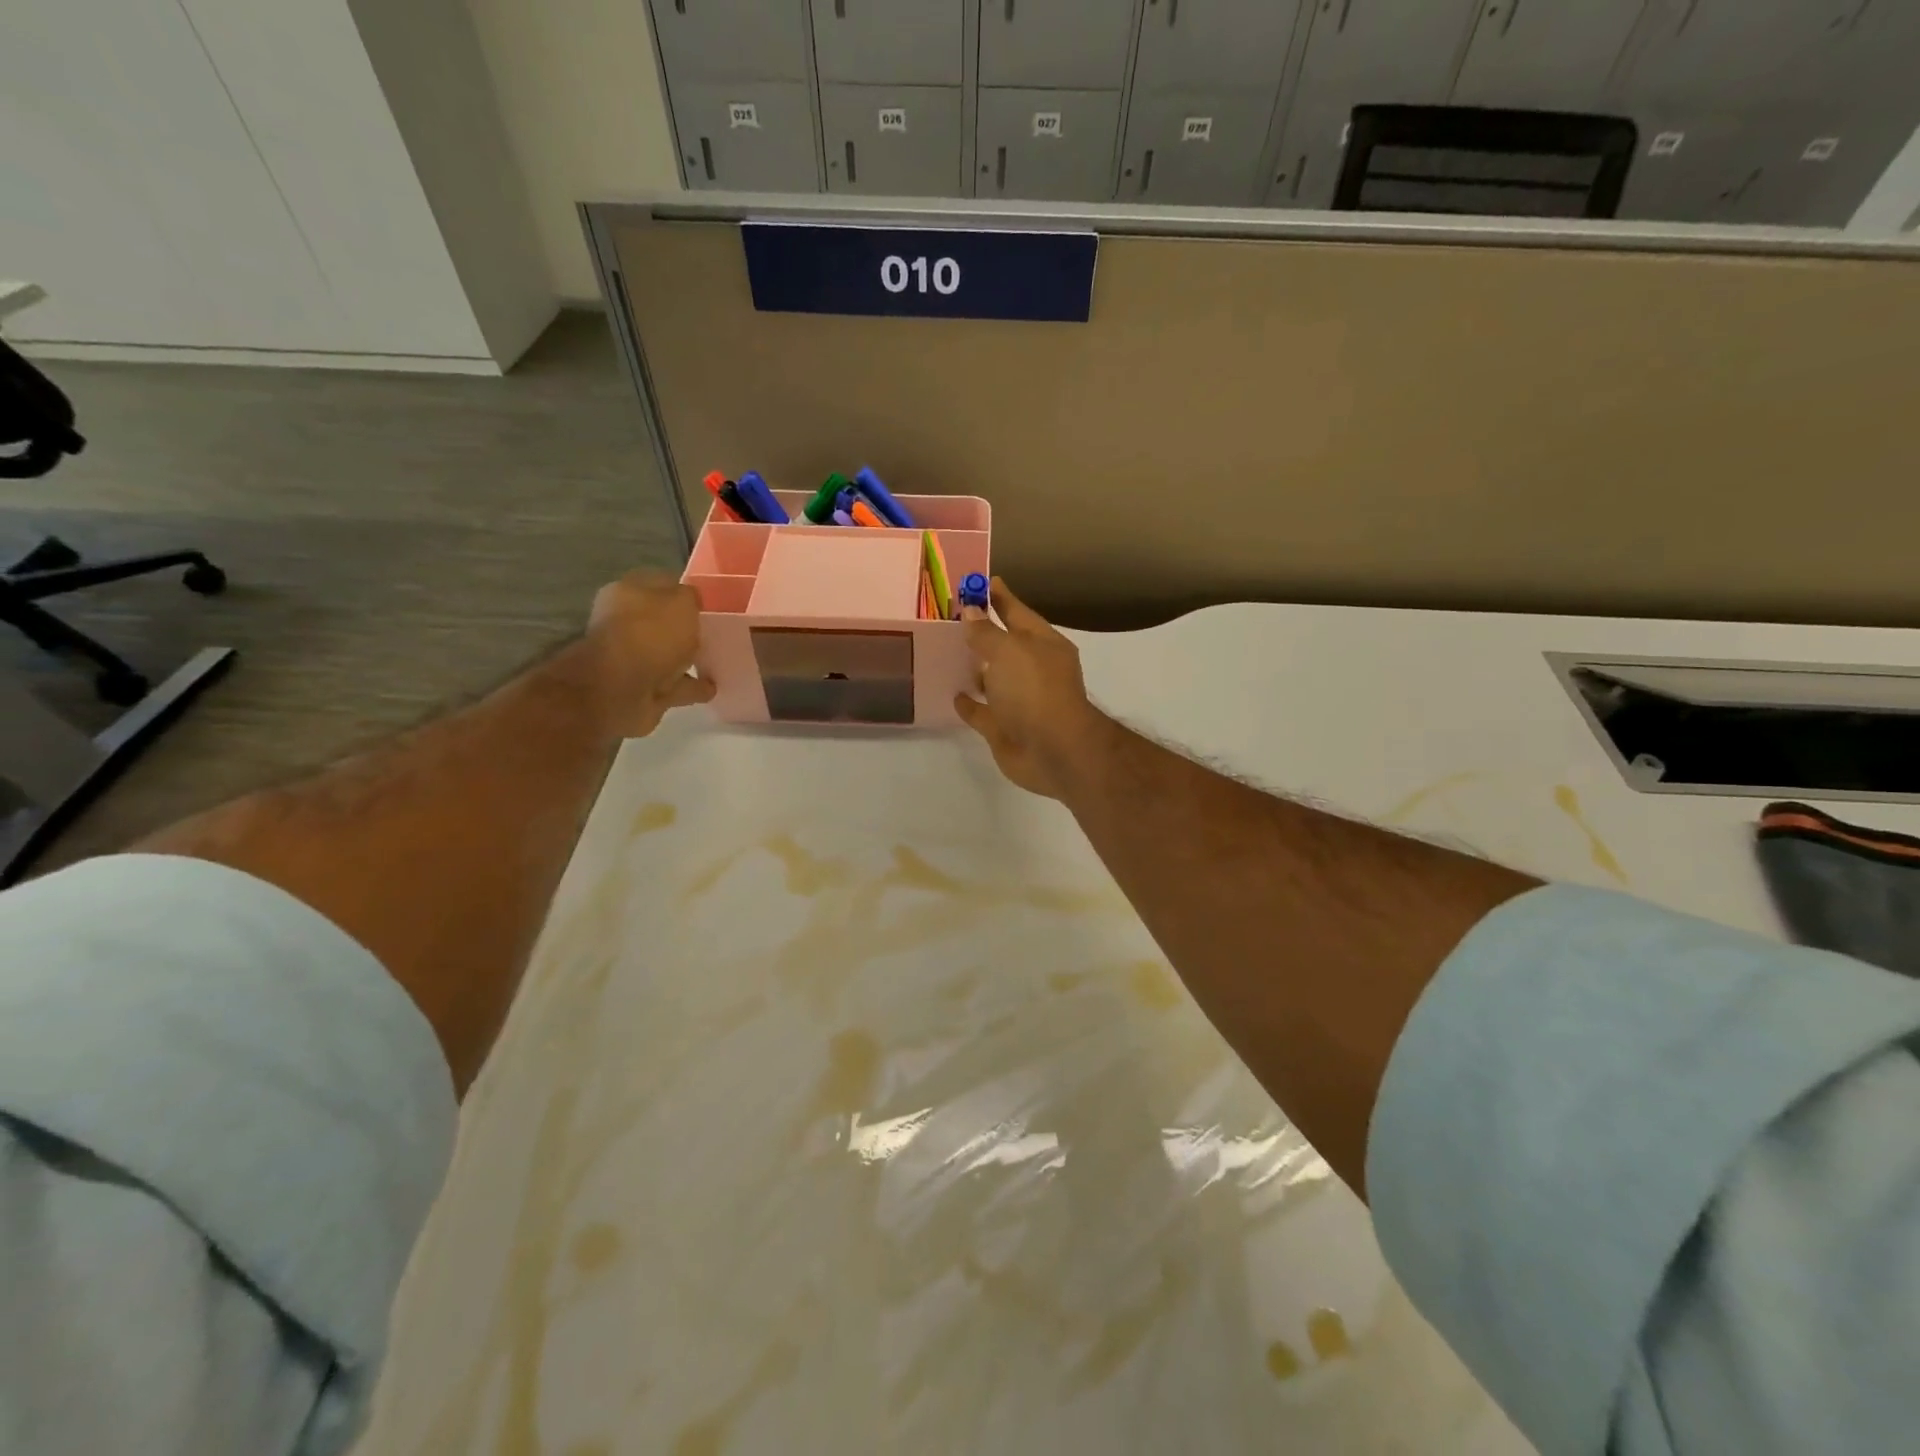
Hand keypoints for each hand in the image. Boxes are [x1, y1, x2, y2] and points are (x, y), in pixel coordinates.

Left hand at [583, 572, 714, 736]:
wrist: (620, 691)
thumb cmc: (650, 635)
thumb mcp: (681, 602)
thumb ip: (690, 597)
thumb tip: (692, 601)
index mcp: (627, 594)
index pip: (660, 584)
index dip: (684, 590)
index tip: (710, 601)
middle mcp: (625, 624)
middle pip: (662, 622)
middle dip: (684, 627)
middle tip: (714, 630)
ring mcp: (632, 659)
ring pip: (668, 655)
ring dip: (689, 659)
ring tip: (717, 661)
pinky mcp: (642, 690)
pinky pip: (675, 685)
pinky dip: (692, 686)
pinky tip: (713, 687)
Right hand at [955, 578, 1107, 798]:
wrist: (1053, 751)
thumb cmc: (1035, 691)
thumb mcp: (1009, 651)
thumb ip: (986, 632)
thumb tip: (971, 611)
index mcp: (1043, 645)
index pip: (1017, 612)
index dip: (999, 597)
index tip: (979, 583)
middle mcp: (1033, 670)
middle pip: (1003, 645)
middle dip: (982, 633)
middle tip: (950, 617)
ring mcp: (1019, 701)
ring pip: (992, 679)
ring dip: (974, 668)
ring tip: (945, 653)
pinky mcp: (1004, 729)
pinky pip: (982, 711)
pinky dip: (969, 703)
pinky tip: (953, 693)